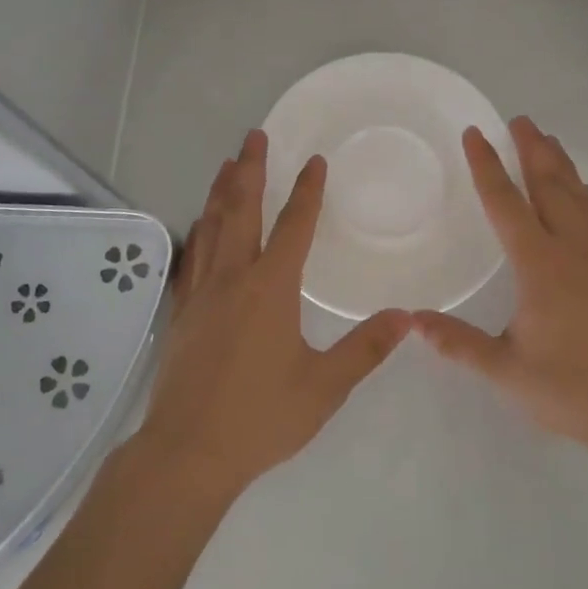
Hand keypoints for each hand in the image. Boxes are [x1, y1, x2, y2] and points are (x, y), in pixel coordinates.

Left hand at [136, 129, 411, 500]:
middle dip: (250, 169)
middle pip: (241, 210)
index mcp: (271, 288)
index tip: (314, 161)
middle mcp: (233, 277)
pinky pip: (192, 256)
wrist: (187, 452)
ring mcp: (201, 292)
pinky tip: (200, 225)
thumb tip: (405, 317)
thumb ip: (365, 349)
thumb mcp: (324, 387)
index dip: (306, 191)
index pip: (293, 226)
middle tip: (254, 136)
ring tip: (227, 164)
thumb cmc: (260, 418)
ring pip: (211, 226)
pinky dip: (199, 230)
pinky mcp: (182, 312)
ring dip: (221, 191)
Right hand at [414, 116, 587, 473]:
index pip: (507, 204)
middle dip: (532, 149)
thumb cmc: (571, 389)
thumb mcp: (506, 371)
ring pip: (579, 195)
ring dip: (560, 164)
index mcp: (540, 266)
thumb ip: (458, 343)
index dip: (488, 166)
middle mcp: (573, 249)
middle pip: (550, 185)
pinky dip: (585, 192)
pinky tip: (582, 192)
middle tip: (519, 119)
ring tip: (547, 141)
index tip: (475, 133)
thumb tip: (411, 320)